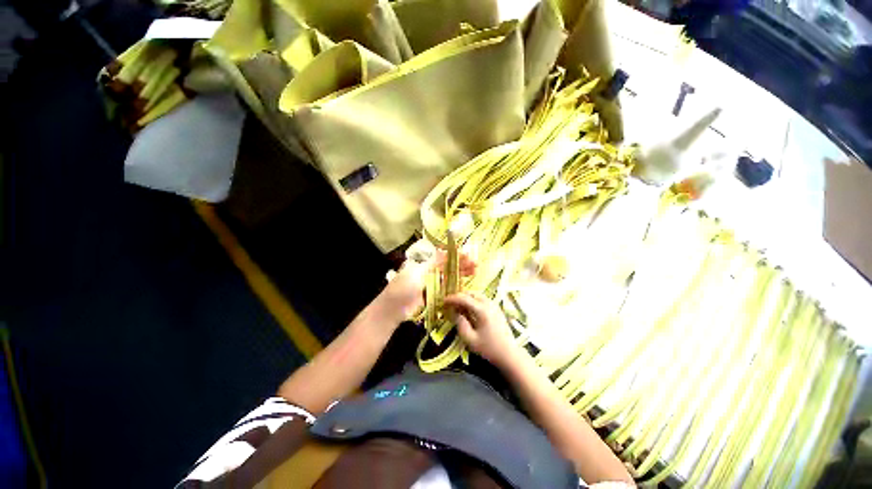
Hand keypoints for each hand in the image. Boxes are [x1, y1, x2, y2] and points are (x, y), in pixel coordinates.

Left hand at [375, 242, 474, 323]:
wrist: (392, 310)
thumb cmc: (402, 289)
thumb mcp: (416, 273)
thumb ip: (432, 263)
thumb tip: (445, 251)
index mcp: (422, 263)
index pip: (442, 256)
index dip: (455, 255)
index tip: (468, 254)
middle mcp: (428, 271)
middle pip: (447, 266)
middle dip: (461, 264)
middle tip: (476, 264)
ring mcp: (430, 283)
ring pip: (448, 276)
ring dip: (461, 273)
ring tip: (475, 271)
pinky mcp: (432, 294)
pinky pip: (446, 287)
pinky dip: (455, 285)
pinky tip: (465, 284)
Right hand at [443, 292, 521, 368]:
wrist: (509, 354)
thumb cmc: (489, 349)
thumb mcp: (470, 339)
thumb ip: (460, 324)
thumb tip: (455, 312)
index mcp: (482, 310)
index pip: (464, 298)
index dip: (452, 298)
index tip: (443, 301)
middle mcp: (488, 304)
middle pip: (471, 293)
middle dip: (459, 296)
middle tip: (450, 303)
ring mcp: (494, 305)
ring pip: (477, 295)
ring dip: (466, 298)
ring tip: (458, 306)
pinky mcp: (496, 309)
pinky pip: (482, 299)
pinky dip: (473, 300)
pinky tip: (469, 309)